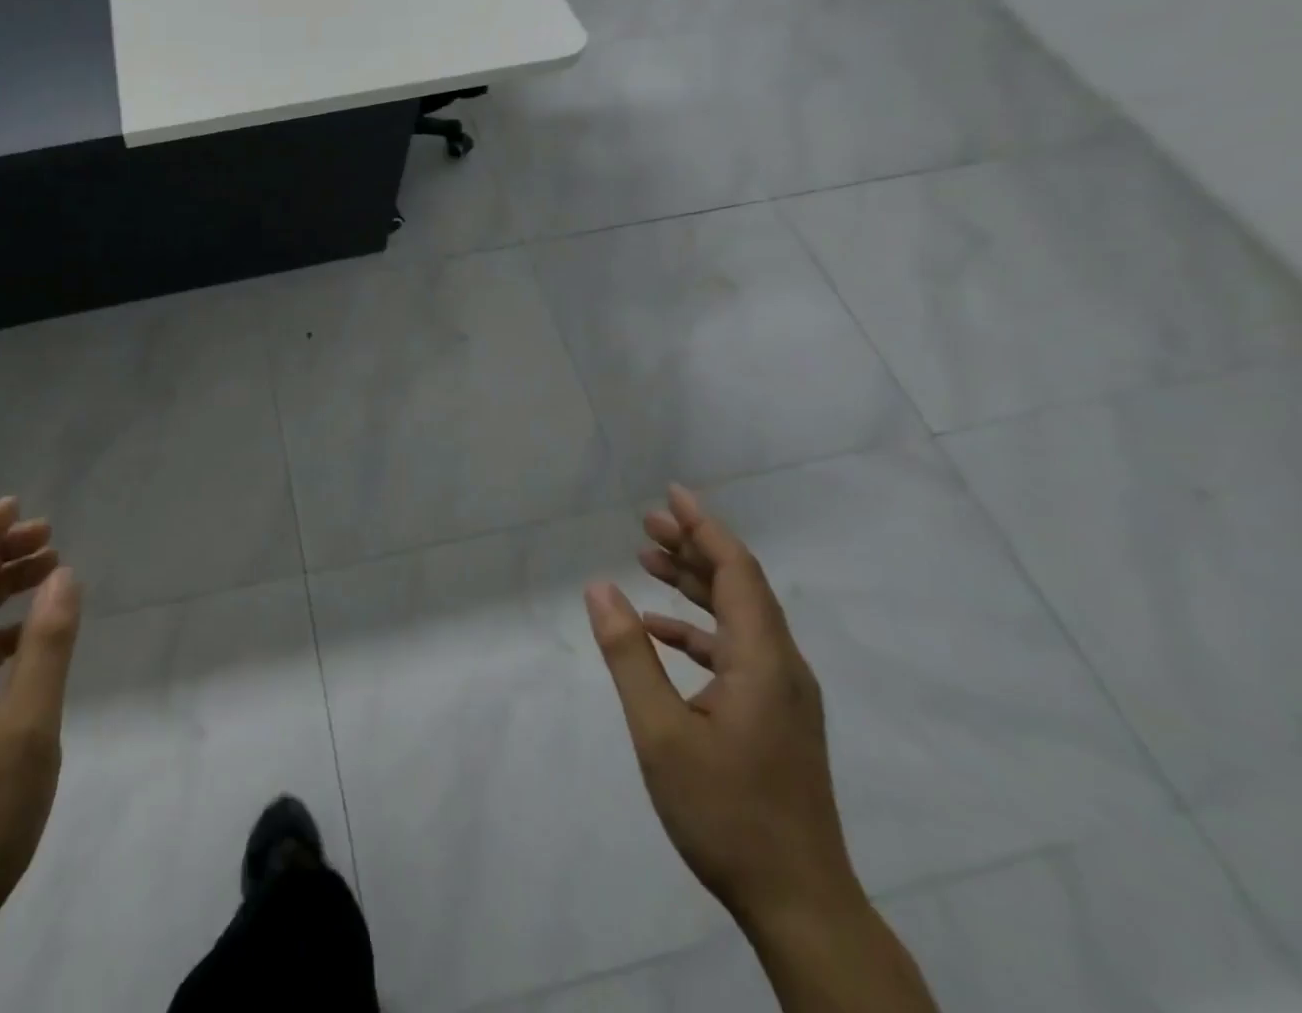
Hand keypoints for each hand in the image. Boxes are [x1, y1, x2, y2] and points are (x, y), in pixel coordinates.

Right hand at [584, 486, 856, 927]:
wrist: (800, 905)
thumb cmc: (726, 813)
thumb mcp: (660, 732)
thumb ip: (630, 654)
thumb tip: (599, 587)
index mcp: (763, 660)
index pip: (736, 571)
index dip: (704, 527)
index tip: (672, 493)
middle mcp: (781, 666)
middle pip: (739, 586)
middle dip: (693, 547)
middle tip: (646, 522)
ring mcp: (783, 694)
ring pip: (738, 616)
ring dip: (694, 584)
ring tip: (646, 559)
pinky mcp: (776, 717)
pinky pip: (736, 650)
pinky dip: (698, 629)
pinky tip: (660, 632)